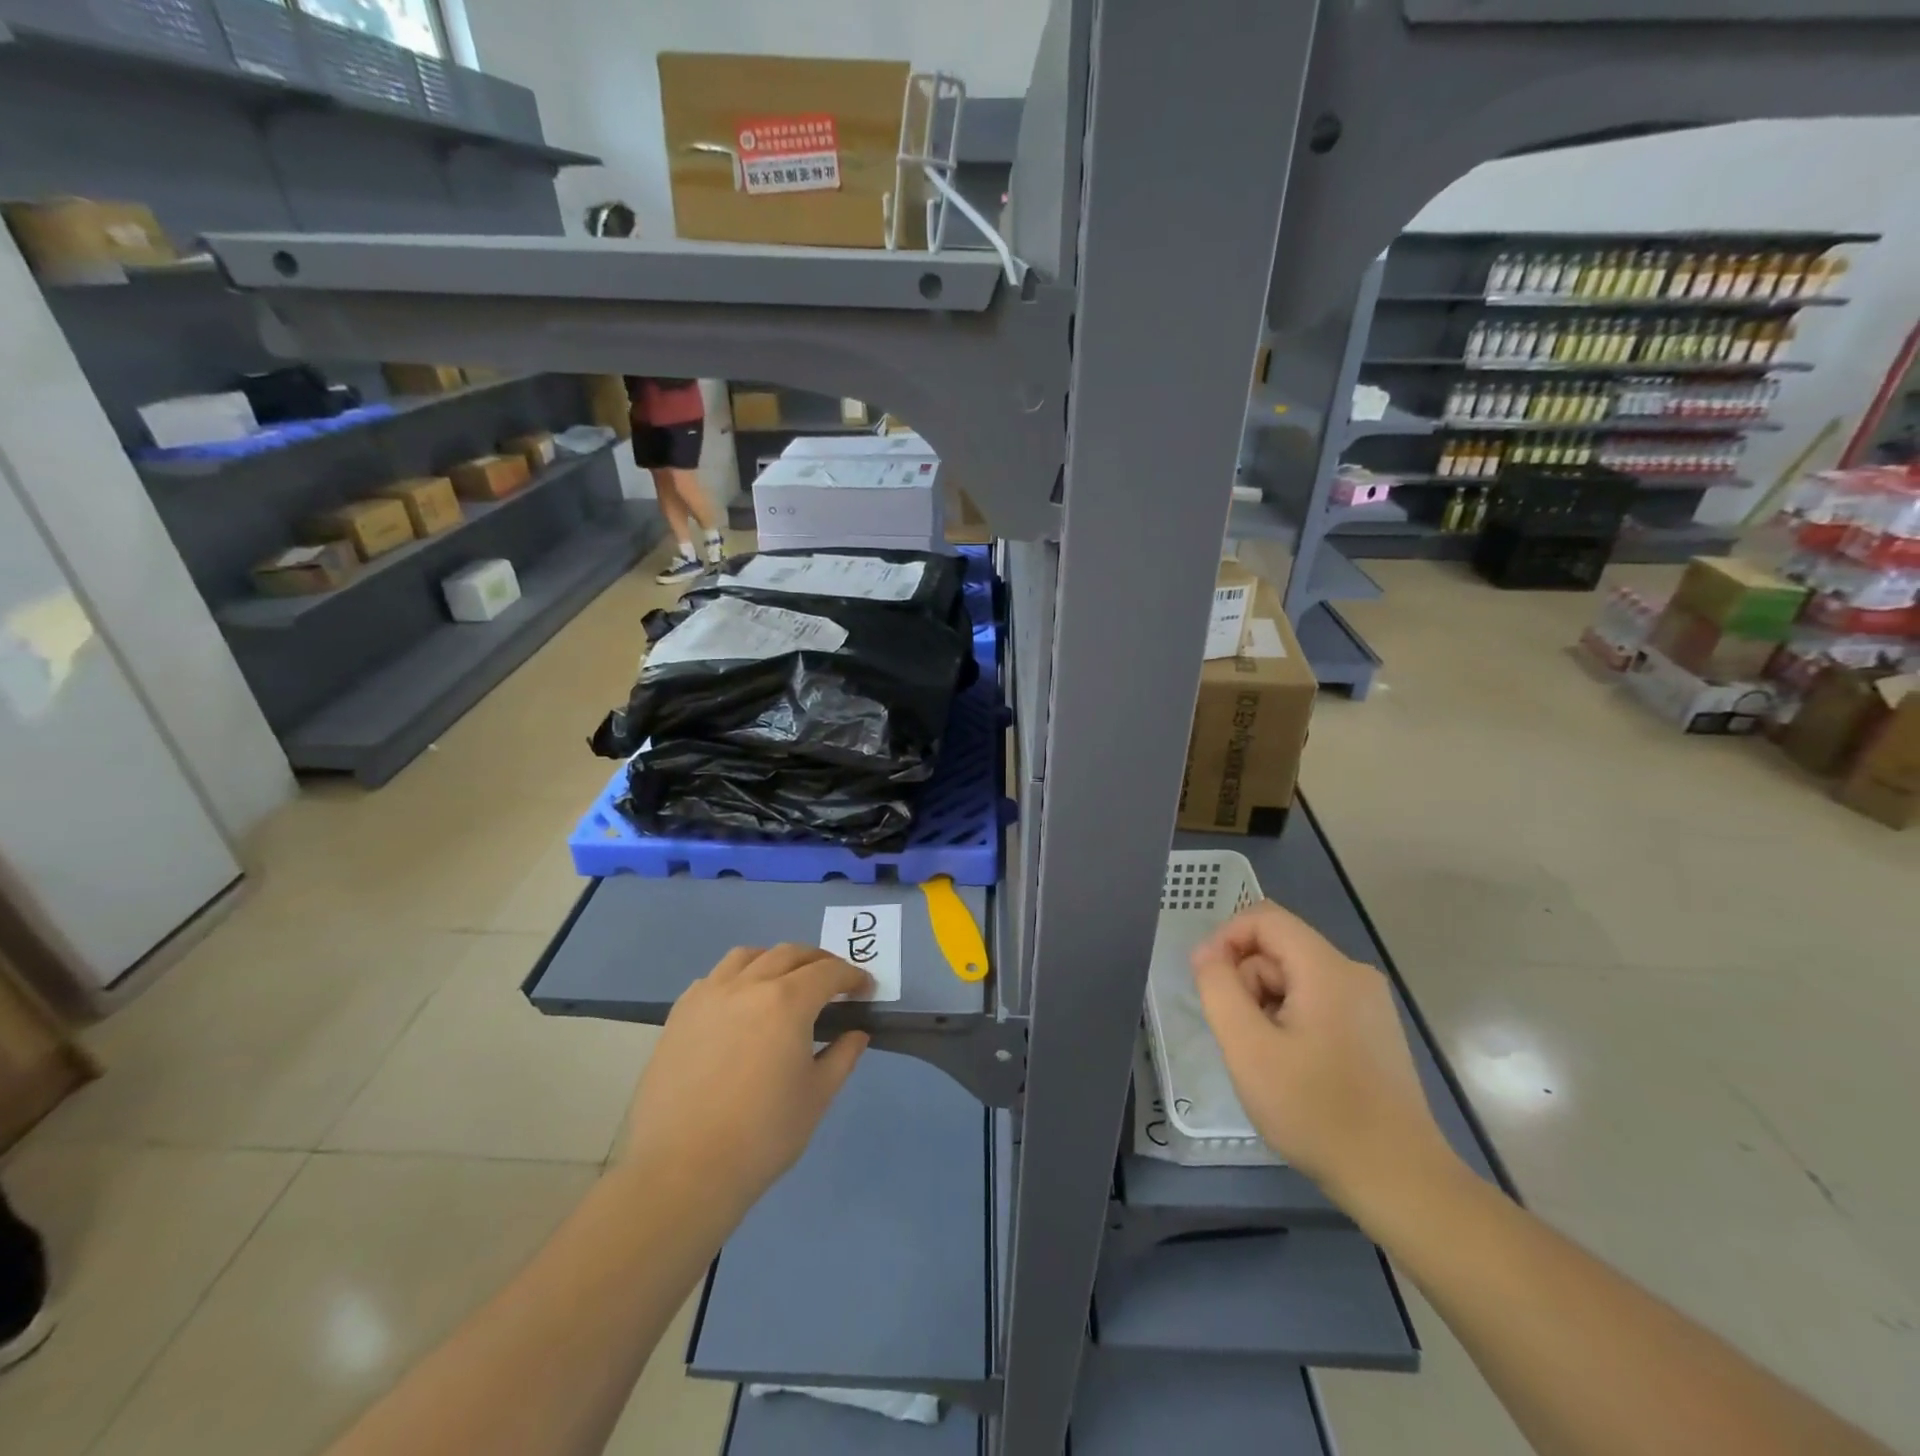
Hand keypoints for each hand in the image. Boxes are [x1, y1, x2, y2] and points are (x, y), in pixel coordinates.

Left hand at [624, 945, 871, 1216]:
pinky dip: (738, 977)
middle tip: (833, 984)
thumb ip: (842, 1056)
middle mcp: (748, 985)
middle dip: (818, 962)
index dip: (852, 977)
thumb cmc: (762, 1137)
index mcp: (787, 1002)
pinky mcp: (680, 1013)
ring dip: (776, 961)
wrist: (683, 1171)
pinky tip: (741, 1004)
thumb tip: (856, 1033)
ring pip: (748, 956)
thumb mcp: (817, 1097)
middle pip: (789, 954)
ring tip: (785, 983)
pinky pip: (714, 977)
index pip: (828, 972)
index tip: (864, 991)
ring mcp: (709, 995)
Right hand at [1191, 901, 1455, 1210]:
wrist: (1399, 1180)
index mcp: (1327, 968)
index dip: (1225, 939)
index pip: (1264, 918)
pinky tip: (1292, 1068)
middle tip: (1241, 1037)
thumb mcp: (1248, 1047)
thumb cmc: (1317, 1111)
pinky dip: (1290, 1021)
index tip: (1207, 984)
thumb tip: (1207, 953)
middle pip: (1278, 949)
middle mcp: (1353, 973)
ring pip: (1294, 978)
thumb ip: (1218, 988)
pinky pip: (1315, 1001)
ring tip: (1267, 1059)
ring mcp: (1369, 1003)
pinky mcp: (1373, 1030)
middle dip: (1246, 982)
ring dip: (1266, 1005)